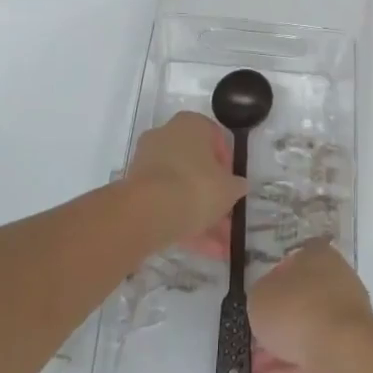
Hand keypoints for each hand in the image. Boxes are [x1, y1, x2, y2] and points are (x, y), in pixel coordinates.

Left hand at [123, 112, 246, 249]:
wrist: (148, 211)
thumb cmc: (196, 186)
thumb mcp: (229, 188)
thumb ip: (236, 185)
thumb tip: (237, 185)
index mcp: (190, 124)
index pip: (214, 137)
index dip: (227, 163)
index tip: (233, 185)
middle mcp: (166, 136)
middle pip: (195, 165)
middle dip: (212, 195)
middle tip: (227, 218)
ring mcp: (147, 162)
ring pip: (180, 188)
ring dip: (200, 215)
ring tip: (219, 246)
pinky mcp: (135, 189)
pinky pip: (165, 203)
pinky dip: (182, 222)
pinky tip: (202, 249)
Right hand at [247, 241, 372, 372]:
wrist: (339, 355)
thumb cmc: (296, 309)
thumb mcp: (260, 295)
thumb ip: (260, 296)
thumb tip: (266, 303)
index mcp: (320, 258)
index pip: (297, 260)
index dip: (276, 276)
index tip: (259, 295)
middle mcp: (336, 286)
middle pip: (302, 301)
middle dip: (276, 321)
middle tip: (251, 336)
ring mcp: (343, 324)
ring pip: (305, 335)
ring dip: (278, 351)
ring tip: (250, 366)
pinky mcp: (345, 359)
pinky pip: (310, 364)